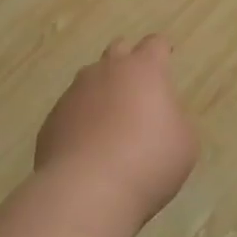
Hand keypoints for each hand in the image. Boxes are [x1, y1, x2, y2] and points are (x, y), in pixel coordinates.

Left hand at [35, 35, 197, 229]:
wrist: (86, 191)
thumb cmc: (147, 161)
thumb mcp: (184, 142)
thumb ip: (174, 119)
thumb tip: (159, 117)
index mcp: (143, 69)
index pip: (154, 44)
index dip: (161, 51)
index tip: (165, 58)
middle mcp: (106, 71)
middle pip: (118, 50)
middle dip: (127, 63)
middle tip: (136, 87)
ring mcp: (74, 94)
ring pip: (89, 80)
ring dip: (101, 93)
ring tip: (110, 123)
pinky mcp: (52, 120)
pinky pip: (71, 112)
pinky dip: (81, 122)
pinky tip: (88, 149)